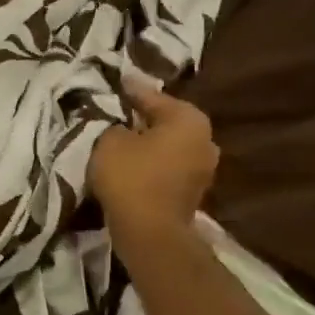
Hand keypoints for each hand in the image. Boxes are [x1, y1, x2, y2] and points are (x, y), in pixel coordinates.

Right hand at [88, 80, 218, 246]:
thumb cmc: (131, 177)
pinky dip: (151, 164)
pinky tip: (130, 164)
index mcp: (189, 119)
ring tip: (120, 140)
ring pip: (168, 146)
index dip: (129, 90)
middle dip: (142, 118)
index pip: (152, 96)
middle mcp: (205, 139)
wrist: (150, 233)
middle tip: (116, 111)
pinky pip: (167, 168)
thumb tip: (120, 123)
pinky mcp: (192, 193)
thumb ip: (114, 124)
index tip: (116, 81)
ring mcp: (203, 169)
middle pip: (165, 121)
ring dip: (147, 144)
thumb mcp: (110, 141)